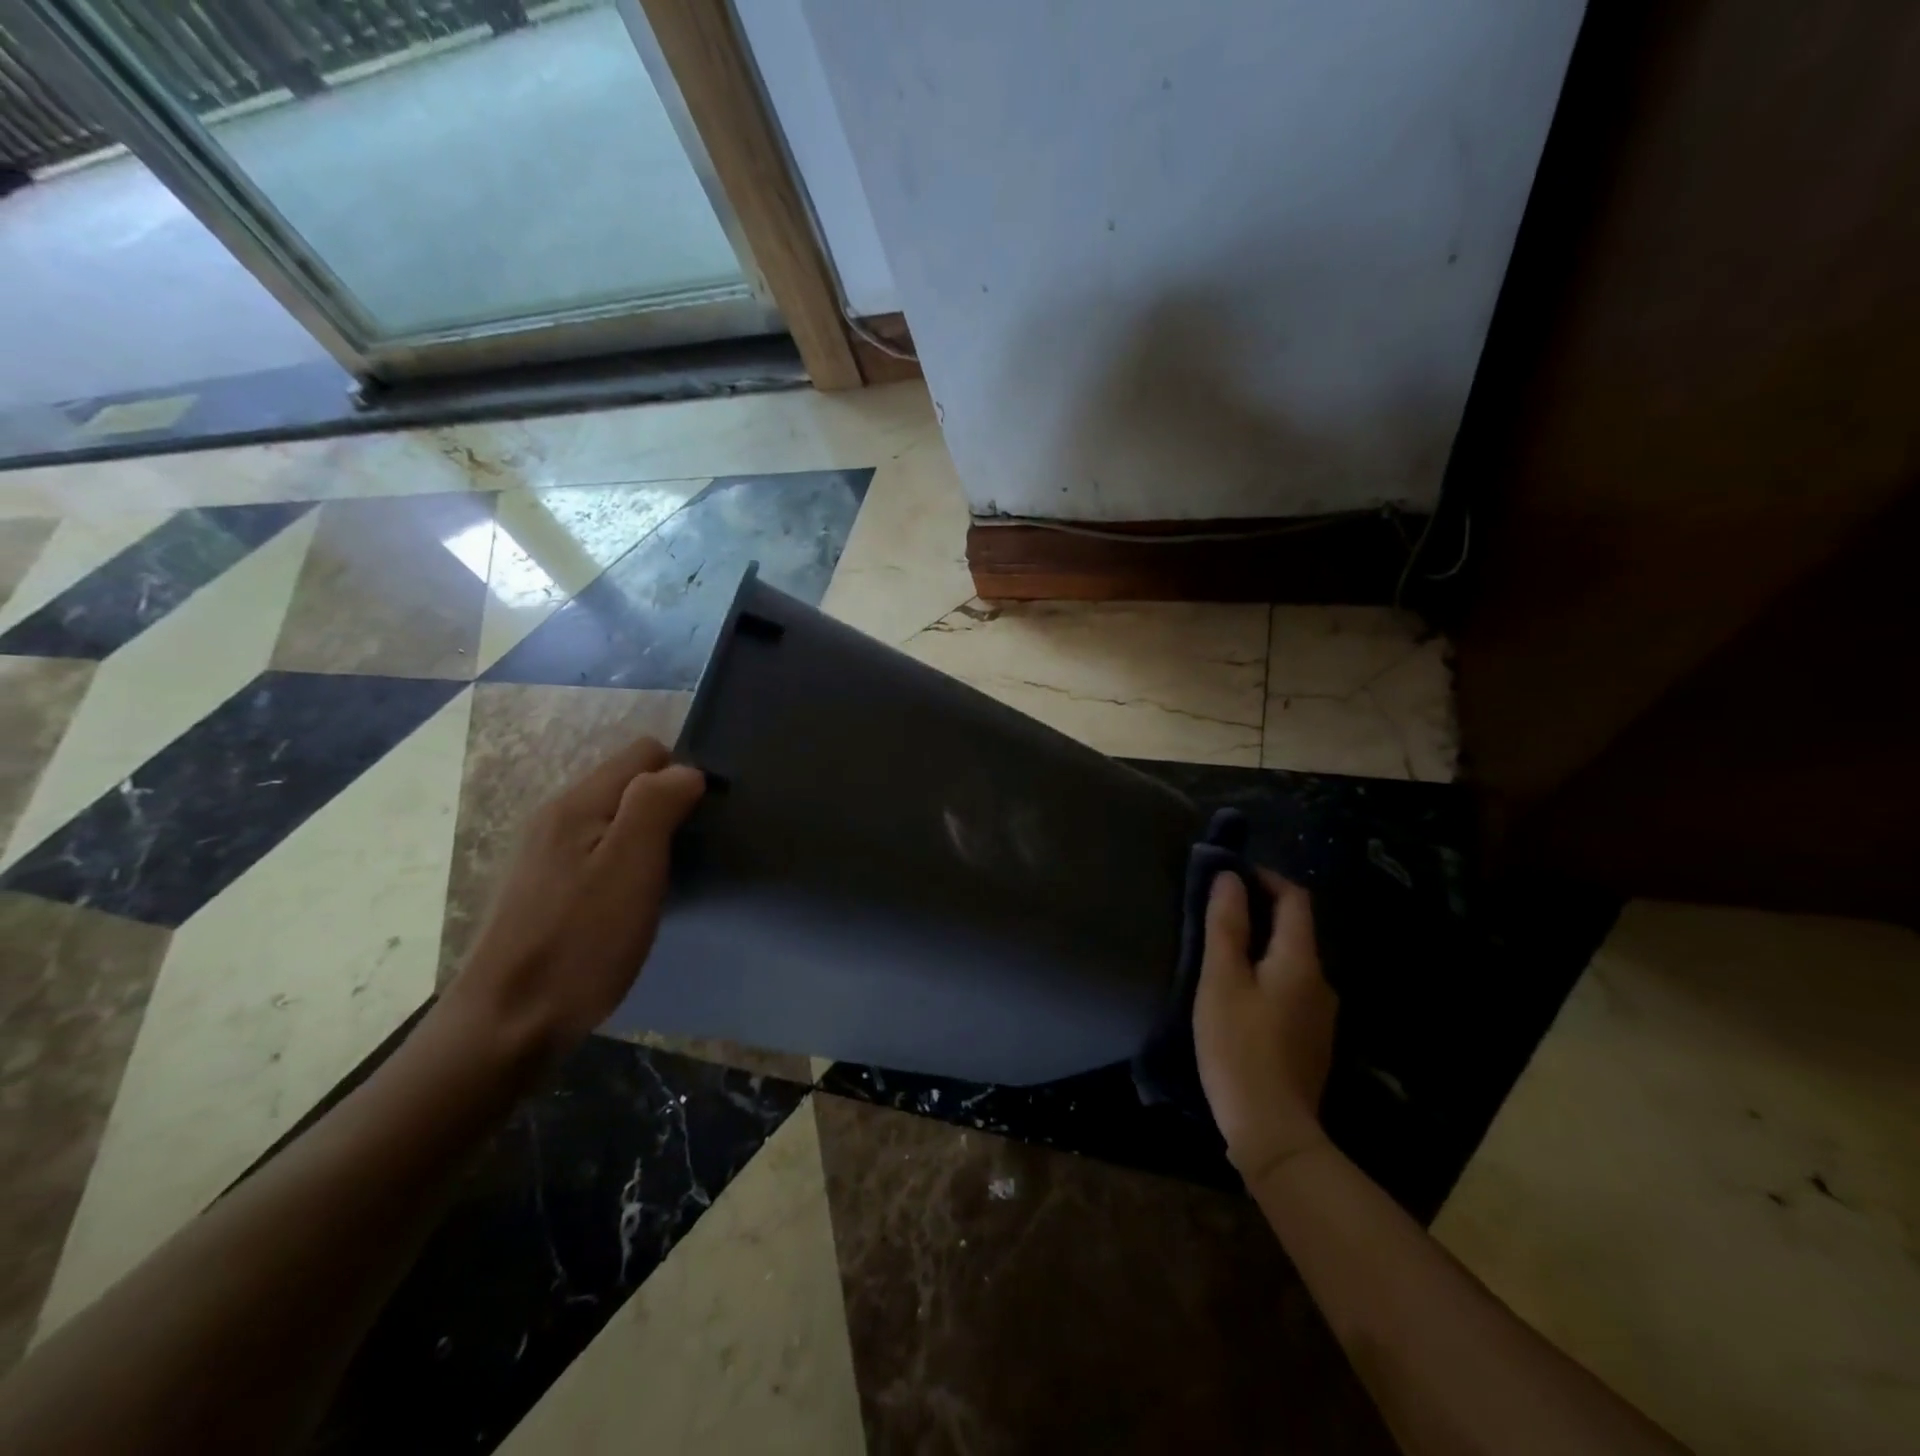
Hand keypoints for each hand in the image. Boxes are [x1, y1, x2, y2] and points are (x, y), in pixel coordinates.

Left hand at [444, 736, 704, 1061]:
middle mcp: (556, 816)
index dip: (682, 775)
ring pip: (614, 819)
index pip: (645, 752)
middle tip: (688, 853)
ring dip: (647, 837)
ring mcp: (545, 854)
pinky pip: (598, 851)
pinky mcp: (544, 888)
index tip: (701, 820)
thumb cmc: (580, 942)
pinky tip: (631, 902)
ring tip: (667, 879)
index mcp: (578, 803)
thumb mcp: (631, 865)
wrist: (507, 1026)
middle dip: (666, 805)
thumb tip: (686, 771)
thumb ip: (657, 804)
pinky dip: (625, 863)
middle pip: (628, 783)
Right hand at [1194, 869, 1336, 1185]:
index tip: (1231, 874)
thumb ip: (1226, 925)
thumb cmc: (1239, 1046)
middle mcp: (1321, 982)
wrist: (1272, 1130)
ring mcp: (1320, 1015)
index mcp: (1301, 961)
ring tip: (1222, 951)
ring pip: (1291, 962)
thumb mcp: (1221, 980)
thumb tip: (1230, 878)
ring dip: (1261, 946)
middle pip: (1295, 930)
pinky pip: (1290, 989)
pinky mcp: (1311, 1040)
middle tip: (1217, 910)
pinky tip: (1239, 994)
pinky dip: (1266, 975)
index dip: (1265, 878)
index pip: (1295, 899)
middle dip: (1259, 911)